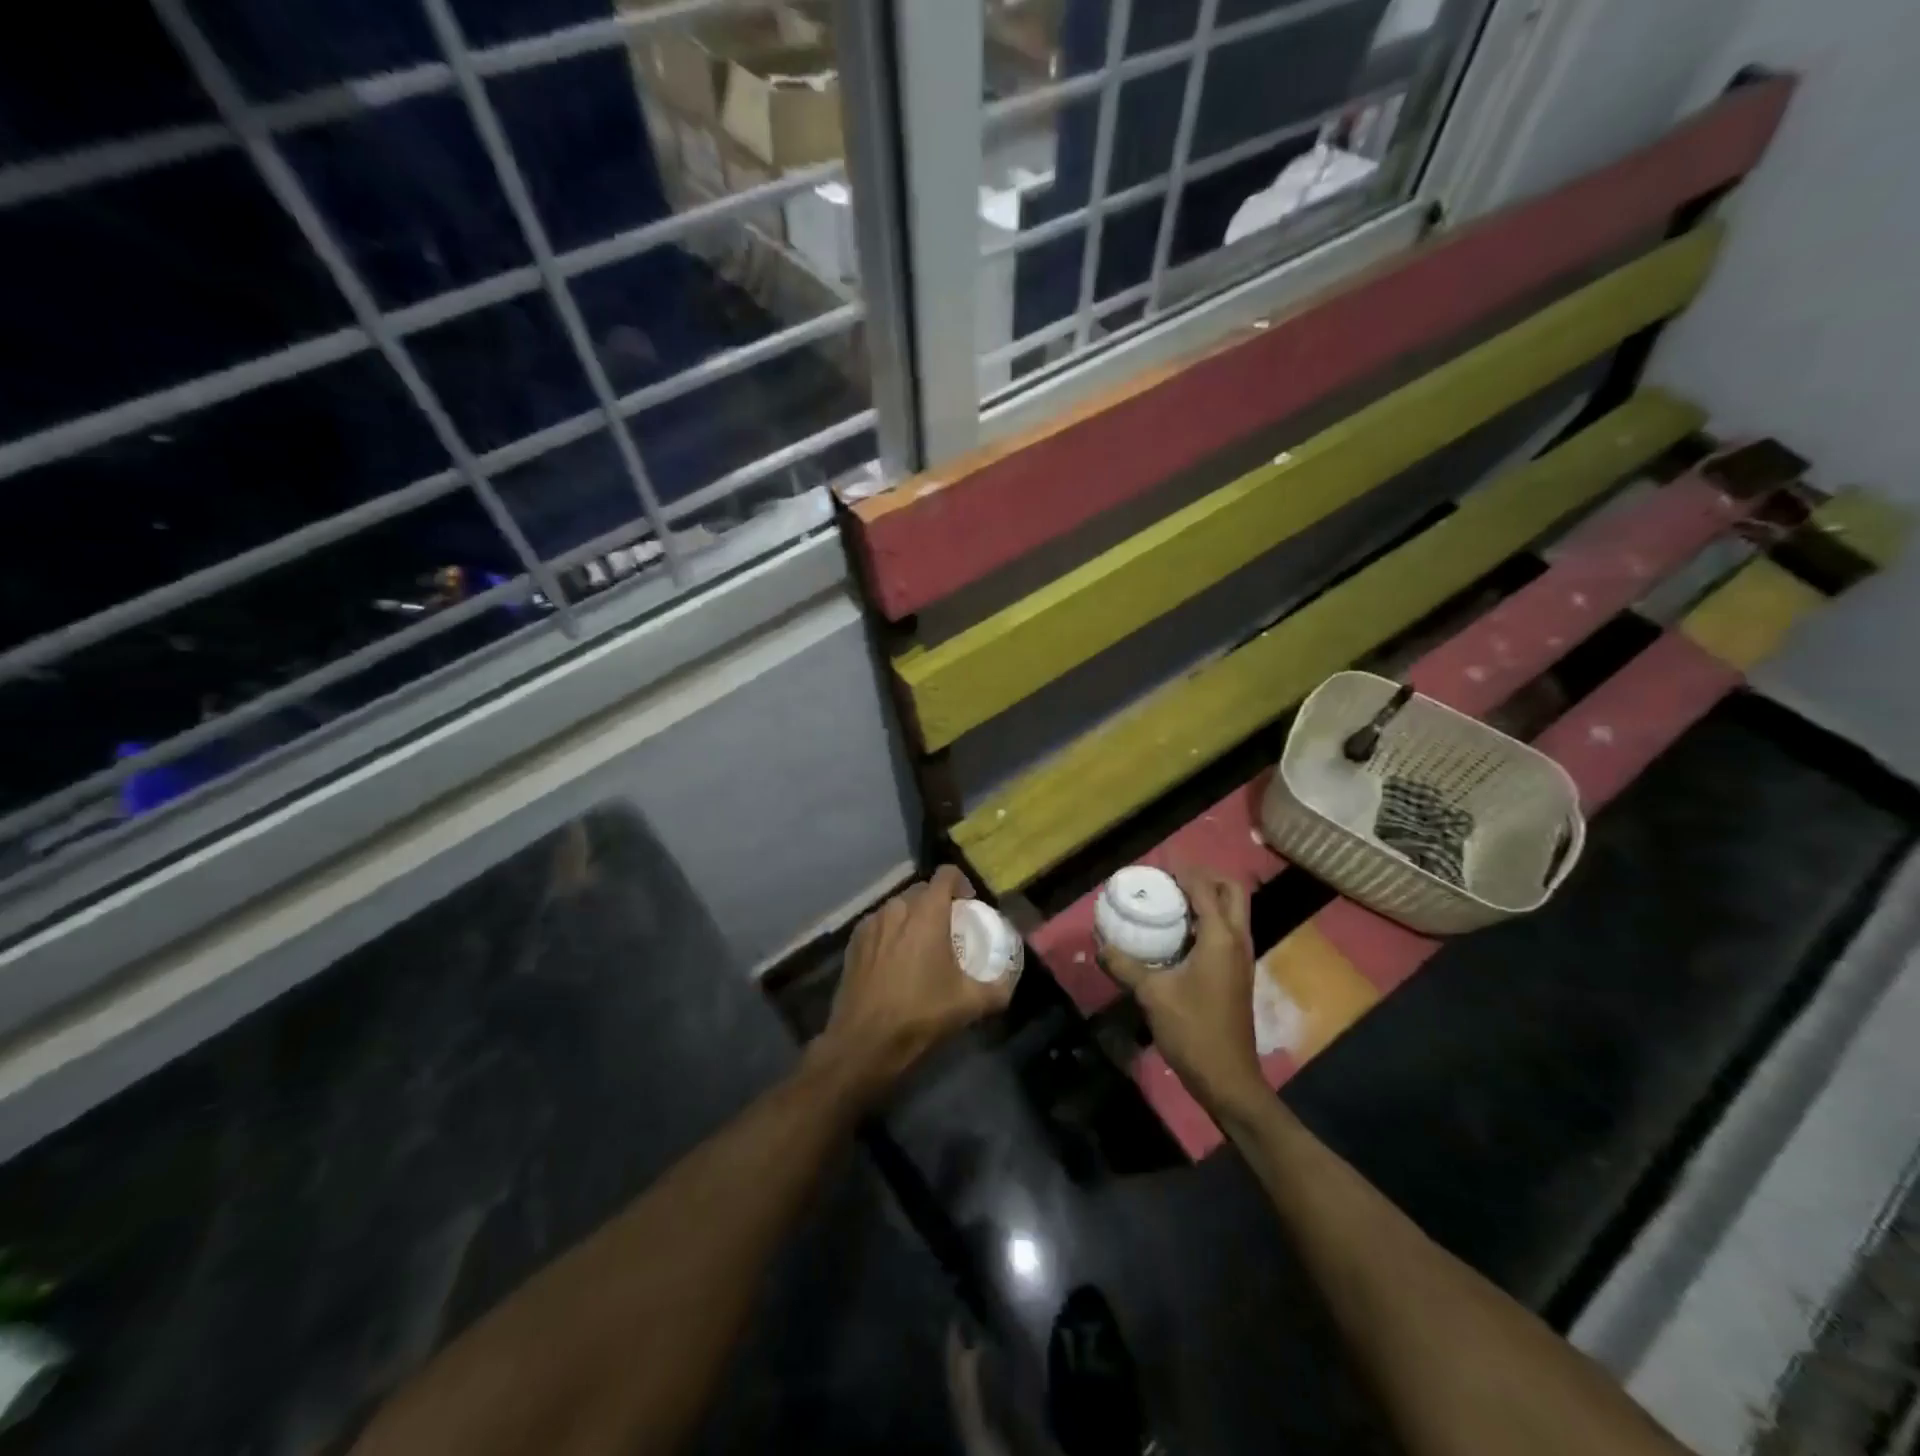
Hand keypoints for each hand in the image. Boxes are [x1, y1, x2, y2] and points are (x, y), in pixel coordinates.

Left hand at [811, 866, 1014, 1106]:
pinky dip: (891, 932)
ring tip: (921, 946)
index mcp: (927, 913)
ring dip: (912, 917)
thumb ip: (998, 988)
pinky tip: (895, 960)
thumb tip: (1009, 981)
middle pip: (922, 890)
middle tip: (948, 930)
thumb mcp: (969, 1004)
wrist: (864, 1041)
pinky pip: (879, 924)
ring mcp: (871, 924)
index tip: (969, 906)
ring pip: (898, 907)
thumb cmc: (920, 1014)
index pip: (946, 874)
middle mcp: (897, 909)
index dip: (961, 884)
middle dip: (937, 903)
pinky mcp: (853, 942)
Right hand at [1103, 866, 1266, 1117]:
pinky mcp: (1238, 974)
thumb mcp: (1152, 995)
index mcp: (1221, 938)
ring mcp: (1242, 958)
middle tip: (1173, 878)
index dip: (1183, 871)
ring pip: (1234, 912)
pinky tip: (1181, 933)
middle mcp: (1238, 940)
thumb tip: (1100, 944)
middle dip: (1206, 877)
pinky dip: (1209, 920)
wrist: (1227, 1078)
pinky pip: (1228, 931)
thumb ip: (1124, 965)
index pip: (1205, 888)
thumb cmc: (1193, 1030)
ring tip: (1173, 899)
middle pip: (1232, 891)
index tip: (1158, 864)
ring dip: (1209, 898)